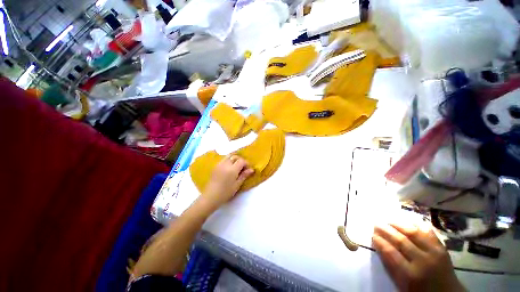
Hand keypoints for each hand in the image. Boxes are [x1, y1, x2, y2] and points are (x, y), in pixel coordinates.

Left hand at [200, 155, 253, 209]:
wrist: (210, 197)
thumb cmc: (225, 192)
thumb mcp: (237, 185)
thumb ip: (244, 175)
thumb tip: (251, 169)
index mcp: (232, 169)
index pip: (241, 161)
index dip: (246, 164)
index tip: (248, 170)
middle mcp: (225, 164)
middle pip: (235, 156)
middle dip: (240, 160)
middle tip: (243, 168)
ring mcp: (219, 164)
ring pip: (228, 156)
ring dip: (234, 159)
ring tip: (236, 166)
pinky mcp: (215, 166)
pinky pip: (223, 159)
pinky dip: (228, 160)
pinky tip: (229, 168)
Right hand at [372, 223, 464, 291]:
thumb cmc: (420, 290)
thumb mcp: (402, 285)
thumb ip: (391, 266)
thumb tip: (379, 246)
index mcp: (410, 274)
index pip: (391, 253)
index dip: (380, 242)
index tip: (373, 235)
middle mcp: (422, 261)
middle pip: (401, 240)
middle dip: (386, 230)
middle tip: (376, 223)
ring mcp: (434, 252)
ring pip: (413, 233)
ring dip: (398, 224)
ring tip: (388, 220)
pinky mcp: (441, 247)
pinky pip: (427, 231)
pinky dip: (416, 224)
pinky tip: (408, 220)